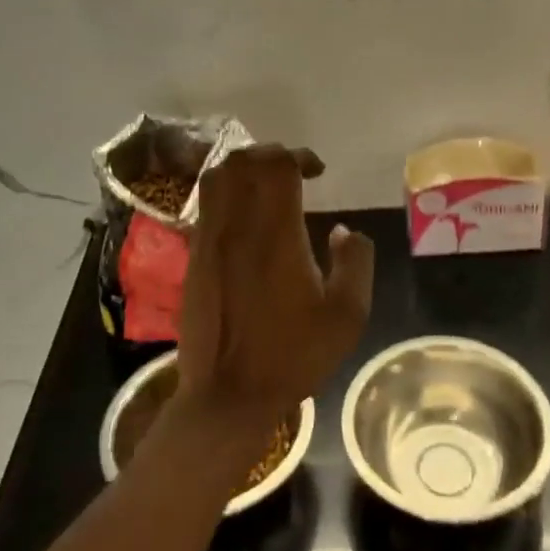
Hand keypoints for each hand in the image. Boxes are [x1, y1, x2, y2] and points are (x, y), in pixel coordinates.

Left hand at [174, 144, 372, 430]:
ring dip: (243, 167)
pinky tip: (243, 216)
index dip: (299, 155)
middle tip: (294, 172)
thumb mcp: (347, 314)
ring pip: (217, 176)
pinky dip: (225, 192)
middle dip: (271, 154)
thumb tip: (343, 230)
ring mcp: (209, 239)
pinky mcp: (193, 257)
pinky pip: (205, 204)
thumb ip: (355, 262)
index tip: (317, 171)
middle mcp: (237, 225)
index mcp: (276, 233)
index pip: (278, 165)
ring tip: (265, 184)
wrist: (227, 396)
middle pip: (244, 161)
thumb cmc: (292, 355)